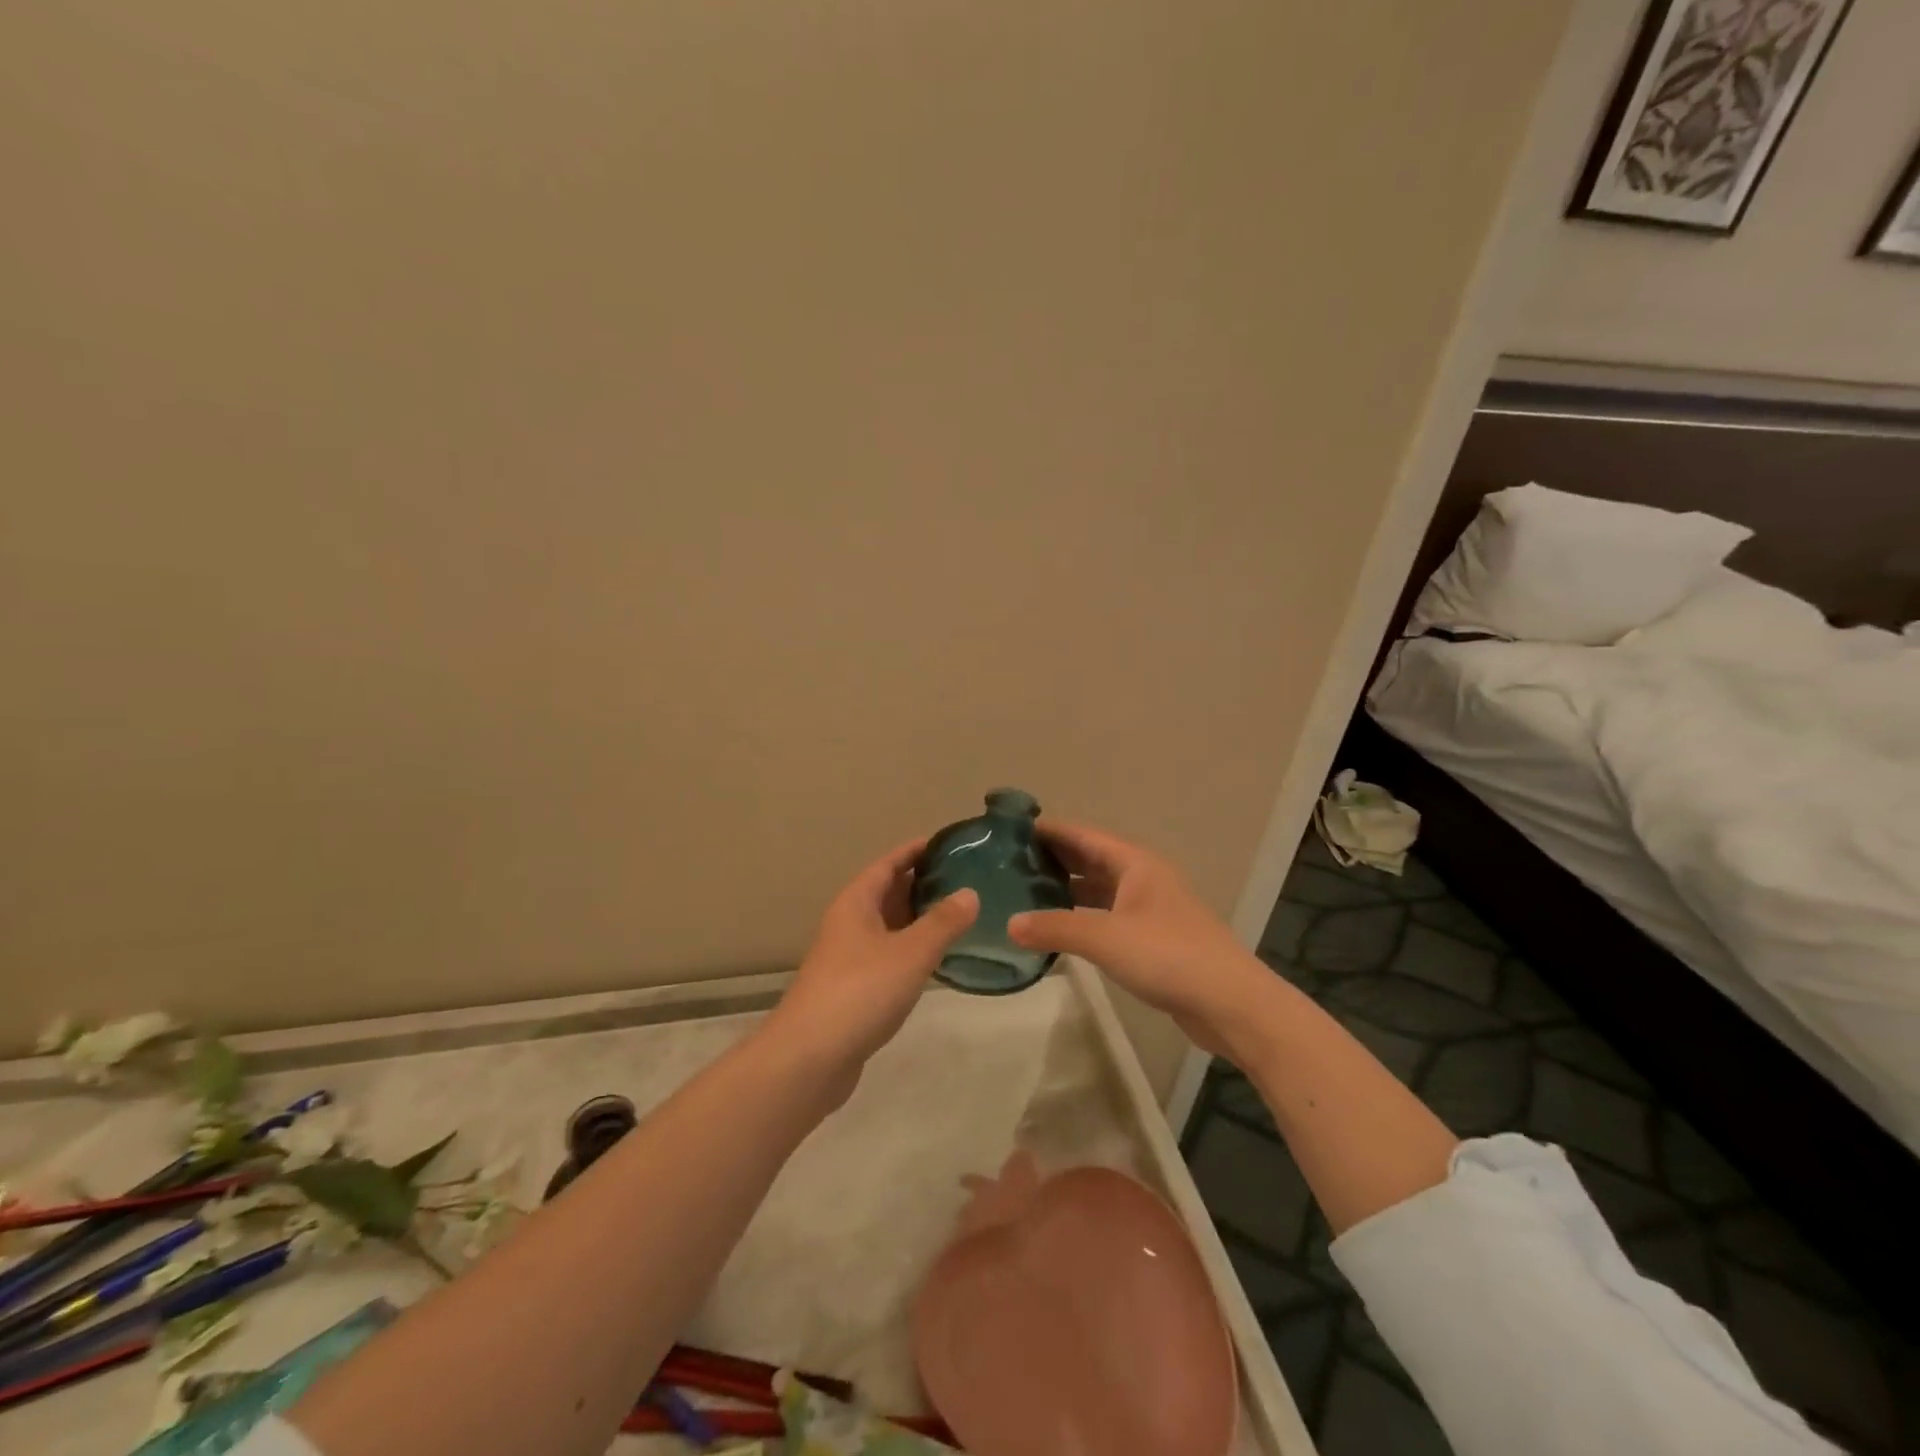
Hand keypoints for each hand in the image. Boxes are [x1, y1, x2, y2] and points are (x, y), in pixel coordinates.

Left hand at [767, 838, 978, 1073]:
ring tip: (959, 913)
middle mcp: (849, 923)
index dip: (915, 850)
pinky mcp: (854, 988)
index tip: (949, 843)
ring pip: (889, 926)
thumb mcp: (910, 953)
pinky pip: (888, 955)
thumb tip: (970, 893)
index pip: (888, 863)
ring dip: (919, 917)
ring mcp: (849, 957)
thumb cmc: (860, 992)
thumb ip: (942, 922)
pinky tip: (937, 959)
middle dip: (922, 882)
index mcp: (856, 903)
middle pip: (888, 892)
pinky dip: (912, 949)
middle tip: (966, 877)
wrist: (809, 1058)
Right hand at [1008, 820, 1268, 1055]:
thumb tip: (1009, 924)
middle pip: (1091, 858)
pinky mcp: (1153, 938)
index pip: (1083, 835)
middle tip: (1009, 861)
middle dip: (1054, 857)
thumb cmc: (1168, 956)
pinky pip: (1108, 916)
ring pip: (1100, 889)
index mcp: (1135, 863)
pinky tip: (1059, 928)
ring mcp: (1150, 909)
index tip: (1012, 829)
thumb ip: (1055, 928)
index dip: (1050, 830)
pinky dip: (1082, 916)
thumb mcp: (1105, 938)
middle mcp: (1143, 878)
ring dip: (1067, 888)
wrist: (1230, 1003)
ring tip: (1026, 892)